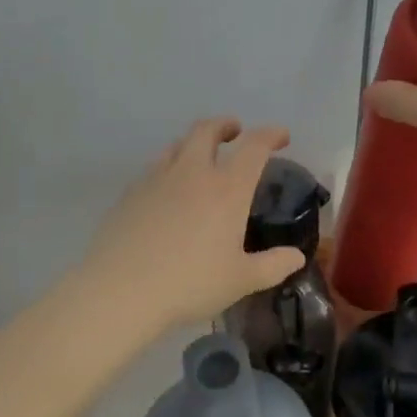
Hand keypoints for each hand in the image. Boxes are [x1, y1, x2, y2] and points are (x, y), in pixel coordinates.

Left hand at [84, 118, 307, 330]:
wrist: (120, 290)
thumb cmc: (190, 283)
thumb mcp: (241, 280)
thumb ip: (273, 266)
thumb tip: (296, 257)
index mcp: (226, 189)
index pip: (253, 147)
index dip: (270, 135)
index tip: (281, 136)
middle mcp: (192, 173)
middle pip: (207, 131)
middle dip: (225, 126)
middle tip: (234, 131)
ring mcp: (156, 180)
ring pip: (177, 145)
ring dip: (194, 143)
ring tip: (200, 156)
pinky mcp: (130, 194)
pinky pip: (154, 168)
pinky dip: (169, 167)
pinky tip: (168, 190)